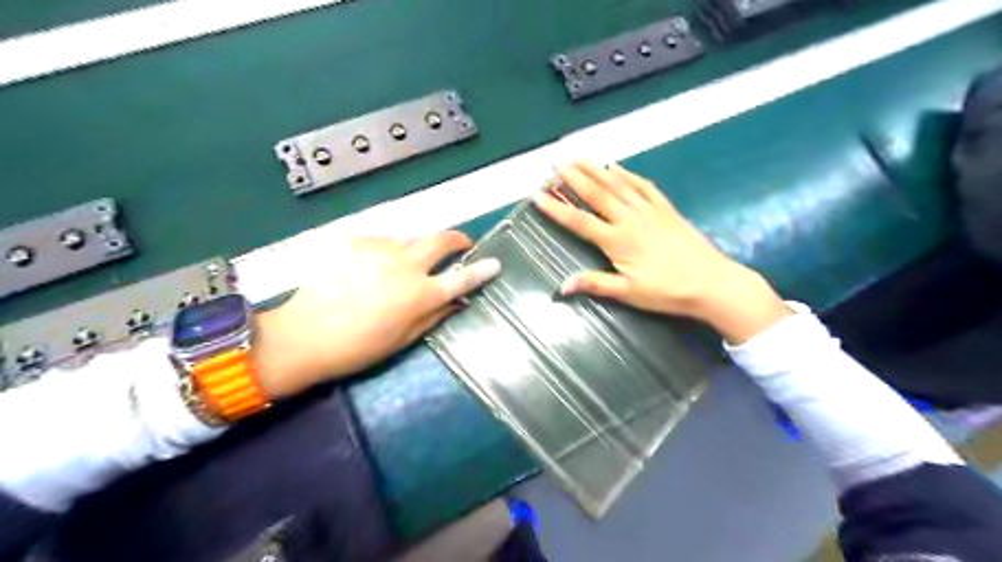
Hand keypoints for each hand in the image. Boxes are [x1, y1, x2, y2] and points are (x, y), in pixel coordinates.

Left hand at [251, 233, 501, 399]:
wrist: (301, 335)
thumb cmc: (357, 347)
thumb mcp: (402, 340)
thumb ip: (434, 316)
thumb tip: (456, 302)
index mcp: (419, 294)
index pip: (461, 278)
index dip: (481, 270)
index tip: (494, 263)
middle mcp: (404, 264)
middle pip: (440, 240)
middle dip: (457, 239)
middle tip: (460, 245)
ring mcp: (378, 248)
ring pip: (409, 239)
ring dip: (416, 249)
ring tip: (402, 267)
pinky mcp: (354, 241)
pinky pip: (381, 241)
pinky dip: (386, 251)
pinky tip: (371, 267)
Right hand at [532, 160, 789, 342]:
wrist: (711, 283)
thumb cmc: (667, 291)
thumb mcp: (628, 293)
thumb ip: (595, 284)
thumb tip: (561, 286)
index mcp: (617, 240)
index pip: (579, 221)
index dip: (556, 208)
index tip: (537, 195)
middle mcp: (629, 219)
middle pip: (597, 194)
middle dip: (574, 178)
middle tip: (555, 164)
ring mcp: (649, 210)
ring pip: (618, 184)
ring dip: (596, 169)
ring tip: (578, 157)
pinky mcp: (666, 209)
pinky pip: (643, 186)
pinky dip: (628, 174)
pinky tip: (617, 167)